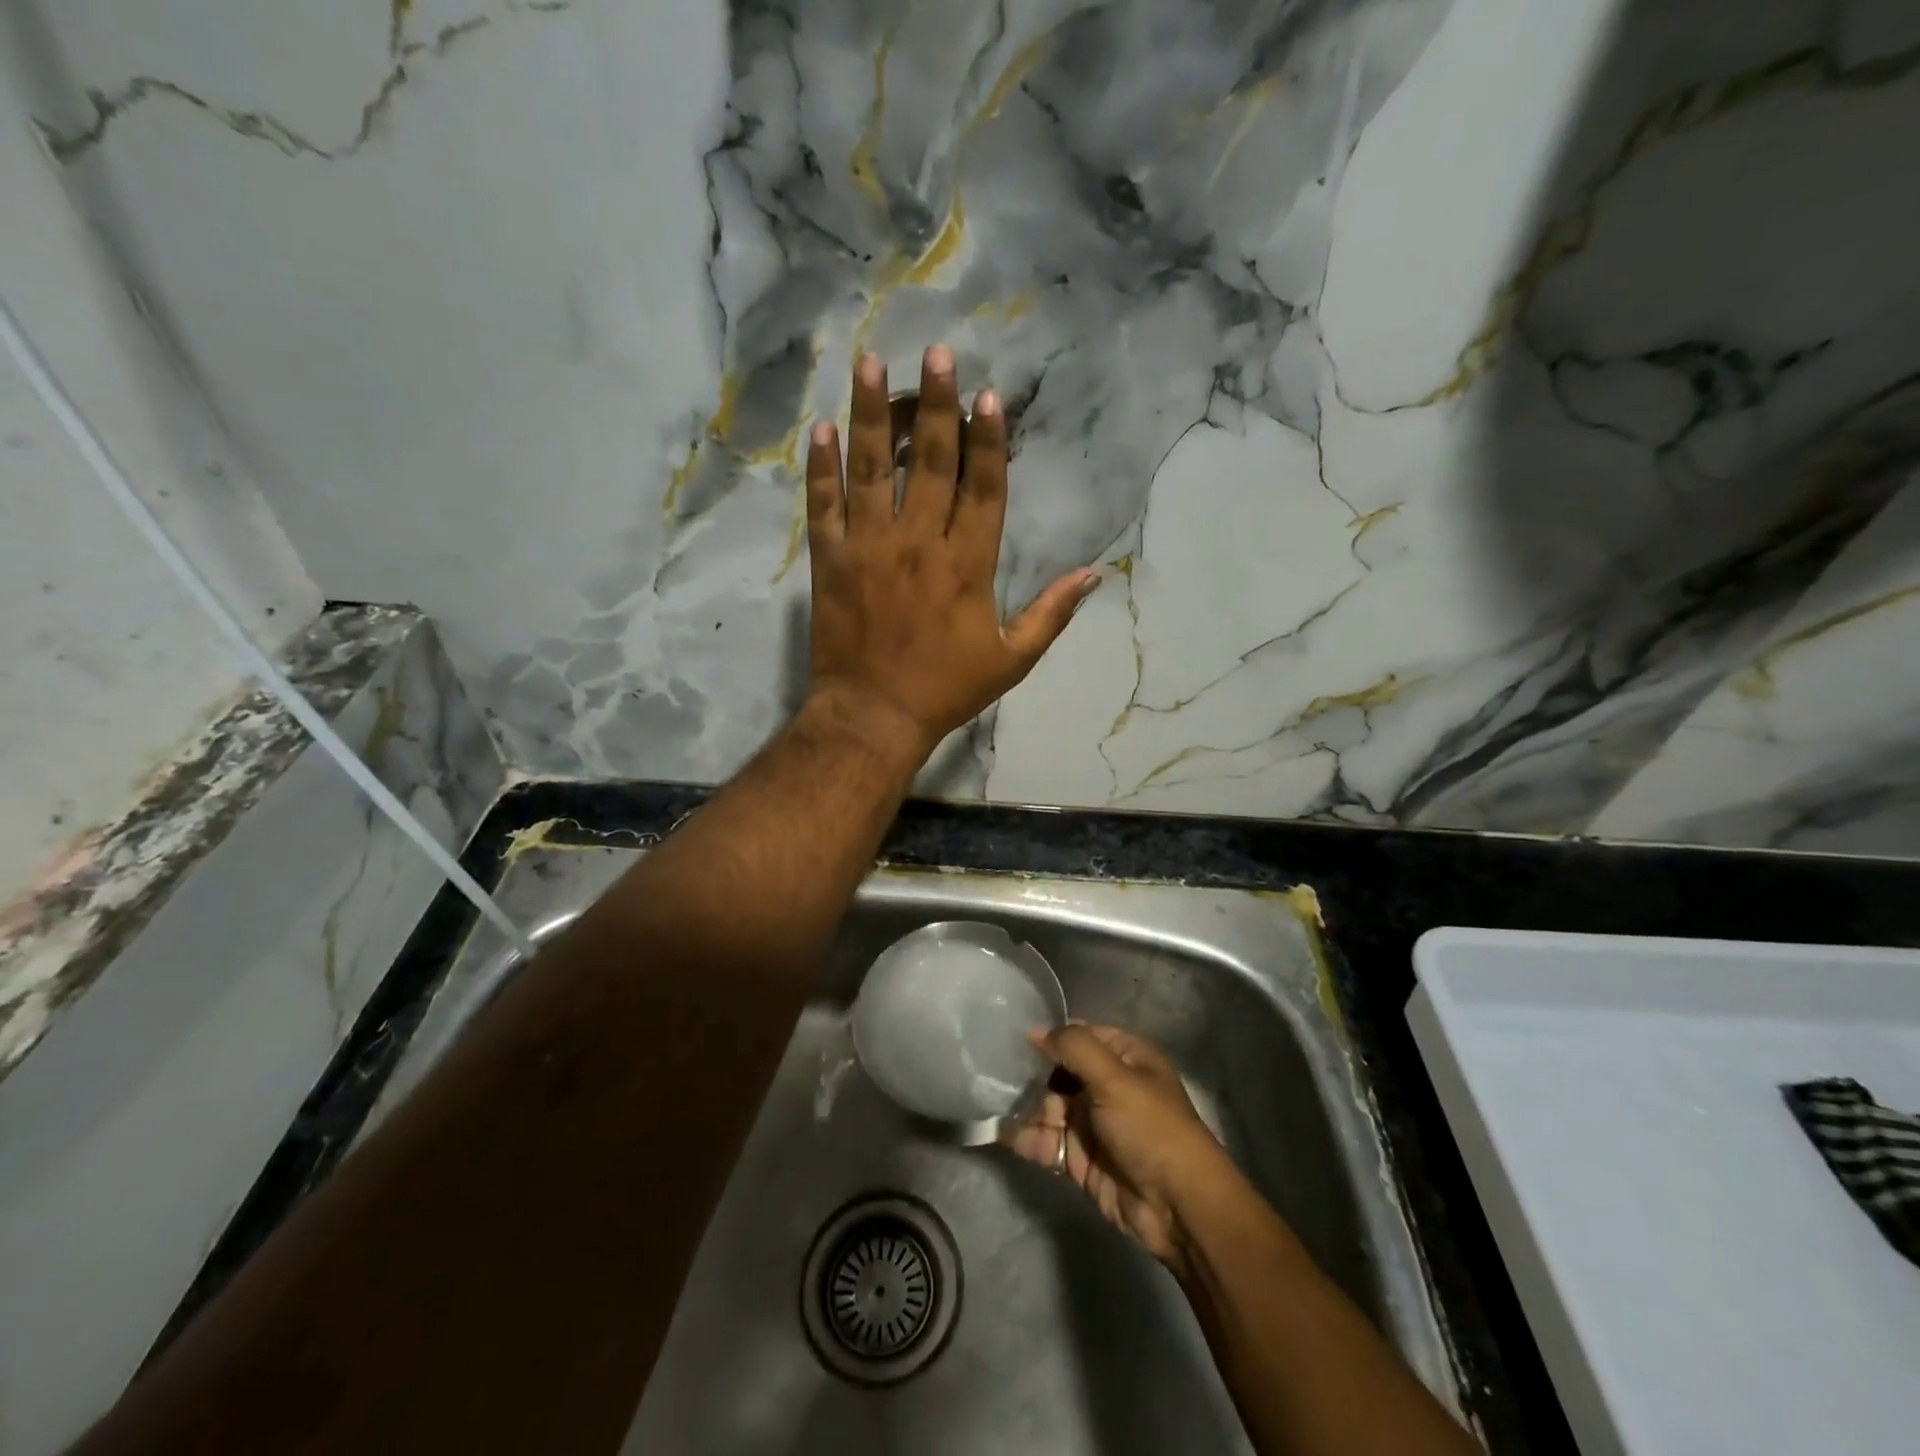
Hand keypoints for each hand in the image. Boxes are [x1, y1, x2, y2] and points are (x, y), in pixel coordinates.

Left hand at [804, 346, 1097, 756]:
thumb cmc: (946, 690)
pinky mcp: (830, 560)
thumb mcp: (1013, 660)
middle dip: (937, 404)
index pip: (983, 488)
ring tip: (872, 363)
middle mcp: (919, 543)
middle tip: (937, 353)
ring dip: (873, 414)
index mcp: (967, 564)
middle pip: (931, 462)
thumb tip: (1094, 574)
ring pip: (873, 469)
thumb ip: (1052, 614)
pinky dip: (822, 467)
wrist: (874, 715)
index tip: (988, 395)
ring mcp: (870, 547)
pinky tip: (822, 428)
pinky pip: (825, 505)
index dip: (988, 440)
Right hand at [1011, 1024, 1232, 1277]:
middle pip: (1059, 1071)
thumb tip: (1035, 1030)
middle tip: (996, 1071)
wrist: (1177, 1206)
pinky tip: (1001, 1133)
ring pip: (1048, 1106)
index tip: (1014, 1035)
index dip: (1052, 1035)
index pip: (1081, 1036)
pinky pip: (1046, 1141)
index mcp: (1125, 1058)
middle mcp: (1107, 1086)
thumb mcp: (1114, 1077)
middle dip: (1030, 1073)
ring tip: (993, 1101)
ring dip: (1023, 1106)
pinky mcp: (1079, 1158)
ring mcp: (1092, 1124)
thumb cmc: (1150, 1127)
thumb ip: (1074, 1047)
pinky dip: (1025, 1137)